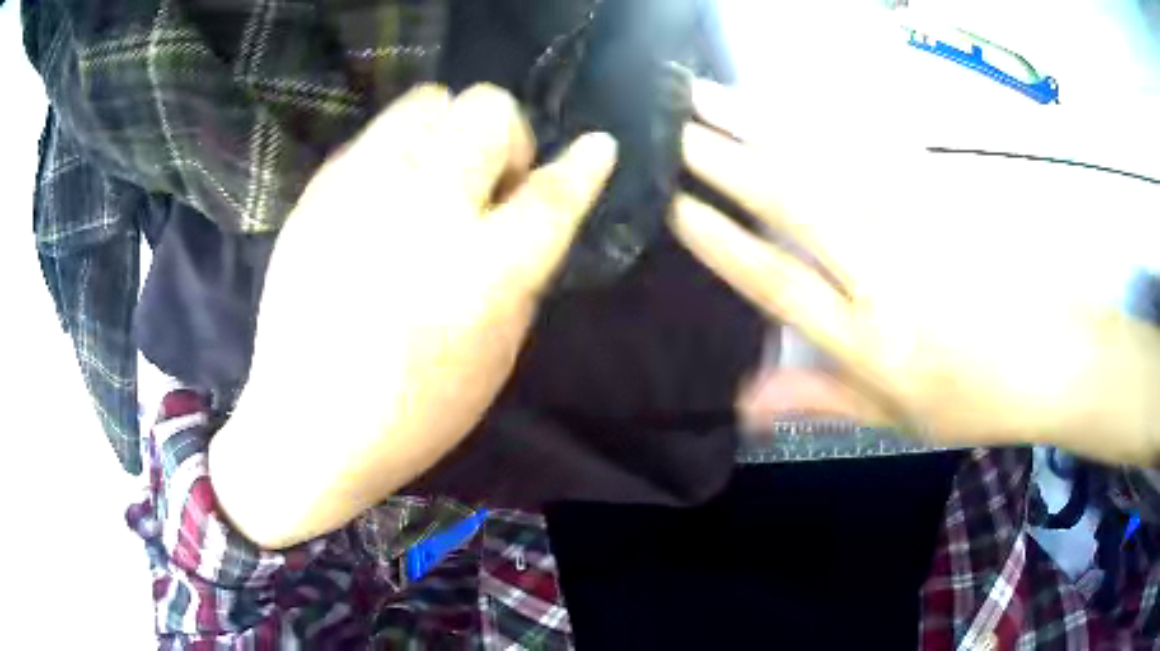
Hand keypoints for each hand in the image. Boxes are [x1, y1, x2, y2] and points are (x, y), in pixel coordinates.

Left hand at [211, 85, 616, 547]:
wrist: (307, 423)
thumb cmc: (413, 412)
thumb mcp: (497, 357)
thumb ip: (523, 275)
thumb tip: (528, 213)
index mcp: (482, 271)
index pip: (551, 193)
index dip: (584, 165)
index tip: (598, 146)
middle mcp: (425, 211)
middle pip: (487, 110)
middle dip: (505, 137)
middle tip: (487, 185)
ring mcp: (363, 190)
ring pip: (428, 101)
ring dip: (450, 131)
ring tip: (436, 180)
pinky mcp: (320, 191)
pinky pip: (377, 133)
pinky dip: (400, 151)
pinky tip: (387, 199)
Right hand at [673, 80, 1159, 464]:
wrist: (1055, 358)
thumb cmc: (976, 398)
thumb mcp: (897, 417)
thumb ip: (821, 398)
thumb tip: (742, 402)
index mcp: (873, 340)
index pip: (781, 284)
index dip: (725, 244)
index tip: (677, 206)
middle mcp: (888, 273)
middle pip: (798, 205)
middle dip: (728, 161)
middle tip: (676, 125)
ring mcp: (920, 222)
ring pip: (828, 162)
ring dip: (764, 123)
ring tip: (712, 94)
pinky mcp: (944, 190)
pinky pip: (874, 146)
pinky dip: (823, 118)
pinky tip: (790, 98)